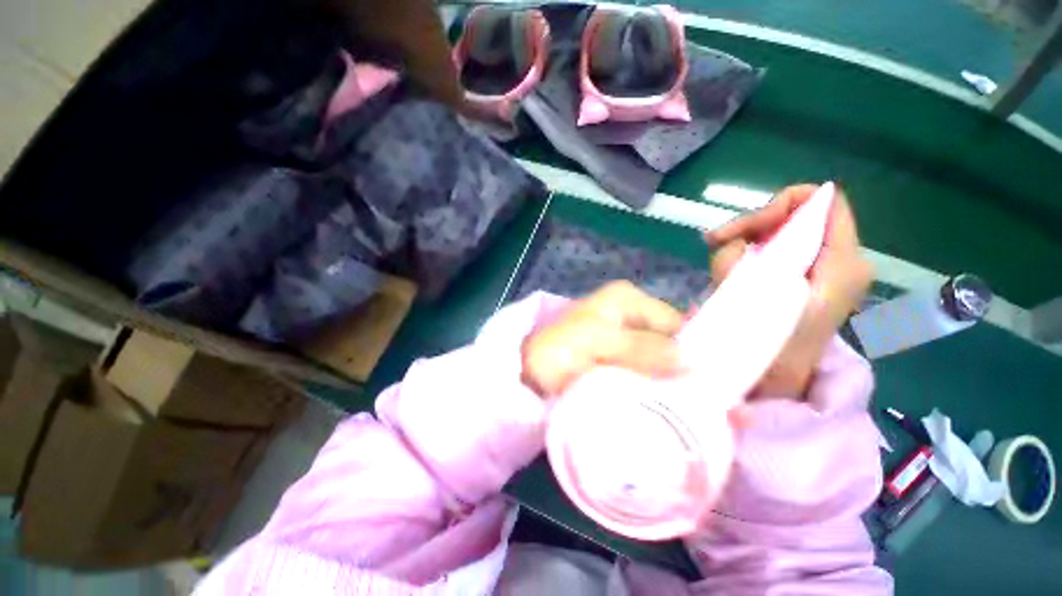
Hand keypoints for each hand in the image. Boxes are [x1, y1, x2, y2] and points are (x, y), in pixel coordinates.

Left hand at [522, 281, 684, 396]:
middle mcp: (631, 312)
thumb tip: (692, 359)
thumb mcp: (597, 342)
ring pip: (659, 359)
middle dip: (680, 368)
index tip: (706, 385)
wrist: (528, 371)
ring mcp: (625, 336)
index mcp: (628, 298)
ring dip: (666, 380)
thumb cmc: (558, 351)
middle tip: (694, 401)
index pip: (675, 322)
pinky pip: (645, 371)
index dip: (692, 350)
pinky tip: (661, 404)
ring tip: (681, 408)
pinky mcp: (619, 358)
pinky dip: (652, 386)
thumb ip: (640, 348)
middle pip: (670, 341)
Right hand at [705, 184, 872, 396]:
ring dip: (739, 248)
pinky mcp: (800, 279)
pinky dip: (743, 260)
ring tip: (720, 274)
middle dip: (749, 228)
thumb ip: (744, 261)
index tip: (743, 231)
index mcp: (841, 261)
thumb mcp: (752, 299)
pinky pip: (769, 252)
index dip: (778, 206)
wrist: (776, 384)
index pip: (821, 201)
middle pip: (794, 215)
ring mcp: (818, 270)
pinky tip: (729, 278)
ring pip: (775, 235)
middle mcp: (837, 260)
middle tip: (712, 242)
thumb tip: (732, 239)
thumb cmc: (767, 348)